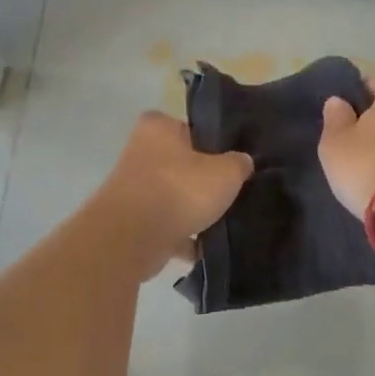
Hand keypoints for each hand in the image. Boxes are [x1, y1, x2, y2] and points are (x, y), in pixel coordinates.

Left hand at [98, 112, 252, 277]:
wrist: (135, 237)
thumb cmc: (181, 189)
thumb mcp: (226, 172)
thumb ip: (238, 164)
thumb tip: (242, 163)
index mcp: (157, 127)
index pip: (190, 128)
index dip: (212, 143)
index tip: (232, 161)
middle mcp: (139, 152)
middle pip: (181, 165)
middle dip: (203, 181)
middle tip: (231, 192)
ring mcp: (133, 189)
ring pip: (173, 198)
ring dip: (192, 212)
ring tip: (222, 222)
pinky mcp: (132, 223)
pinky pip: (166, 228)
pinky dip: (183, 238)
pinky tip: (205, 247)